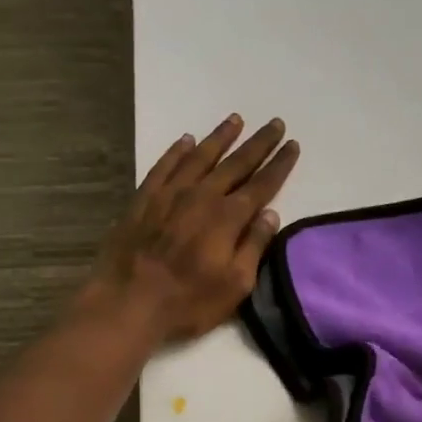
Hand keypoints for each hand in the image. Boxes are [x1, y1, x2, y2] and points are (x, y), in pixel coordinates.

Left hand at [87, 114, 299, 344]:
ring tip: (236, 120)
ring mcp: (170, 194)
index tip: (293, 145)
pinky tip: (186, 140)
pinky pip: (164, 166)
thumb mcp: (235, 285)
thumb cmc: (189, 302)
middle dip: (258, 144)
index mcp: (228, 218)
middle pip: (236, 163)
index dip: (279, 165)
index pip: (262, 185)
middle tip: (275, 123)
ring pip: (200, 156)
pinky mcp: (143, 199)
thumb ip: (254, 246)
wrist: (129, 302)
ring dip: (220, 137)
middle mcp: (202, 196)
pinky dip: (177, 151)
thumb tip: (270, 214)